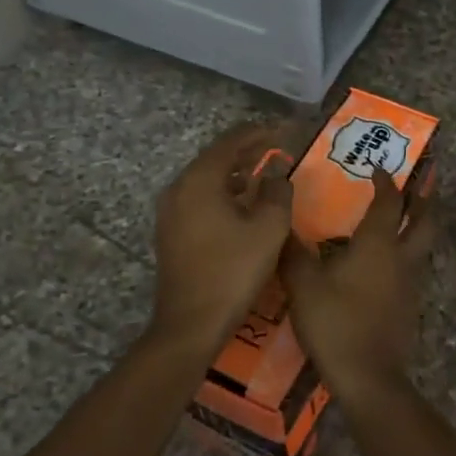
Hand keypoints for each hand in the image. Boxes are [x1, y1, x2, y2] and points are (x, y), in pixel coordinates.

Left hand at [149, 122, 293, 354]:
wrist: (190, 324)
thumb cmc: (233, 271)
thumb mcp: (268, 229)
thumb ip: (278, 193)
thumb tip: (277, 174)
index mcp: (200, 180)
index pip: (231, 142)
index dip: (259, 133)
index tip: (285, 131)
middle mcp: (179, 188)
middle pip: (215, 157)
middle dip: (247, 150)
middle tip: (276, 149)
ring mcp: (171, 211)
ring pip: (207, 179)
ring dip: (235, 172)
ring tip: (264, 173)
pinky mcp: (171, 232)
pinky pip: (200, 198)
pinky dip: (223, 192)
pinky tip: (243, 203)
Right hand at [280, 166, 435, 396]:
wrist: (369, 377)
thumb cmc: (336, 323)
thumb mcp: (303, 285)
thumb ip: (292, 252)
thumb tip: (281, 225)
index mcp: (378, 244)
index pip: (389, 201)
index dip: (385, 181)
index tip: (378, 168)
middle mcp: (402, 257)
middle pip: (424, 220)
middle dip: (424, 199)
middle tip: (421, 183)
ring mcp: (411, 283)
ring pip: (423, 245)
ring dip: (418, 226)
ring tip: (404, 218)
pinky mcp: (409, 306)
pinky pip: (413, 268)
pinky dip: (407, 254)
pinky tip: (386, 264)